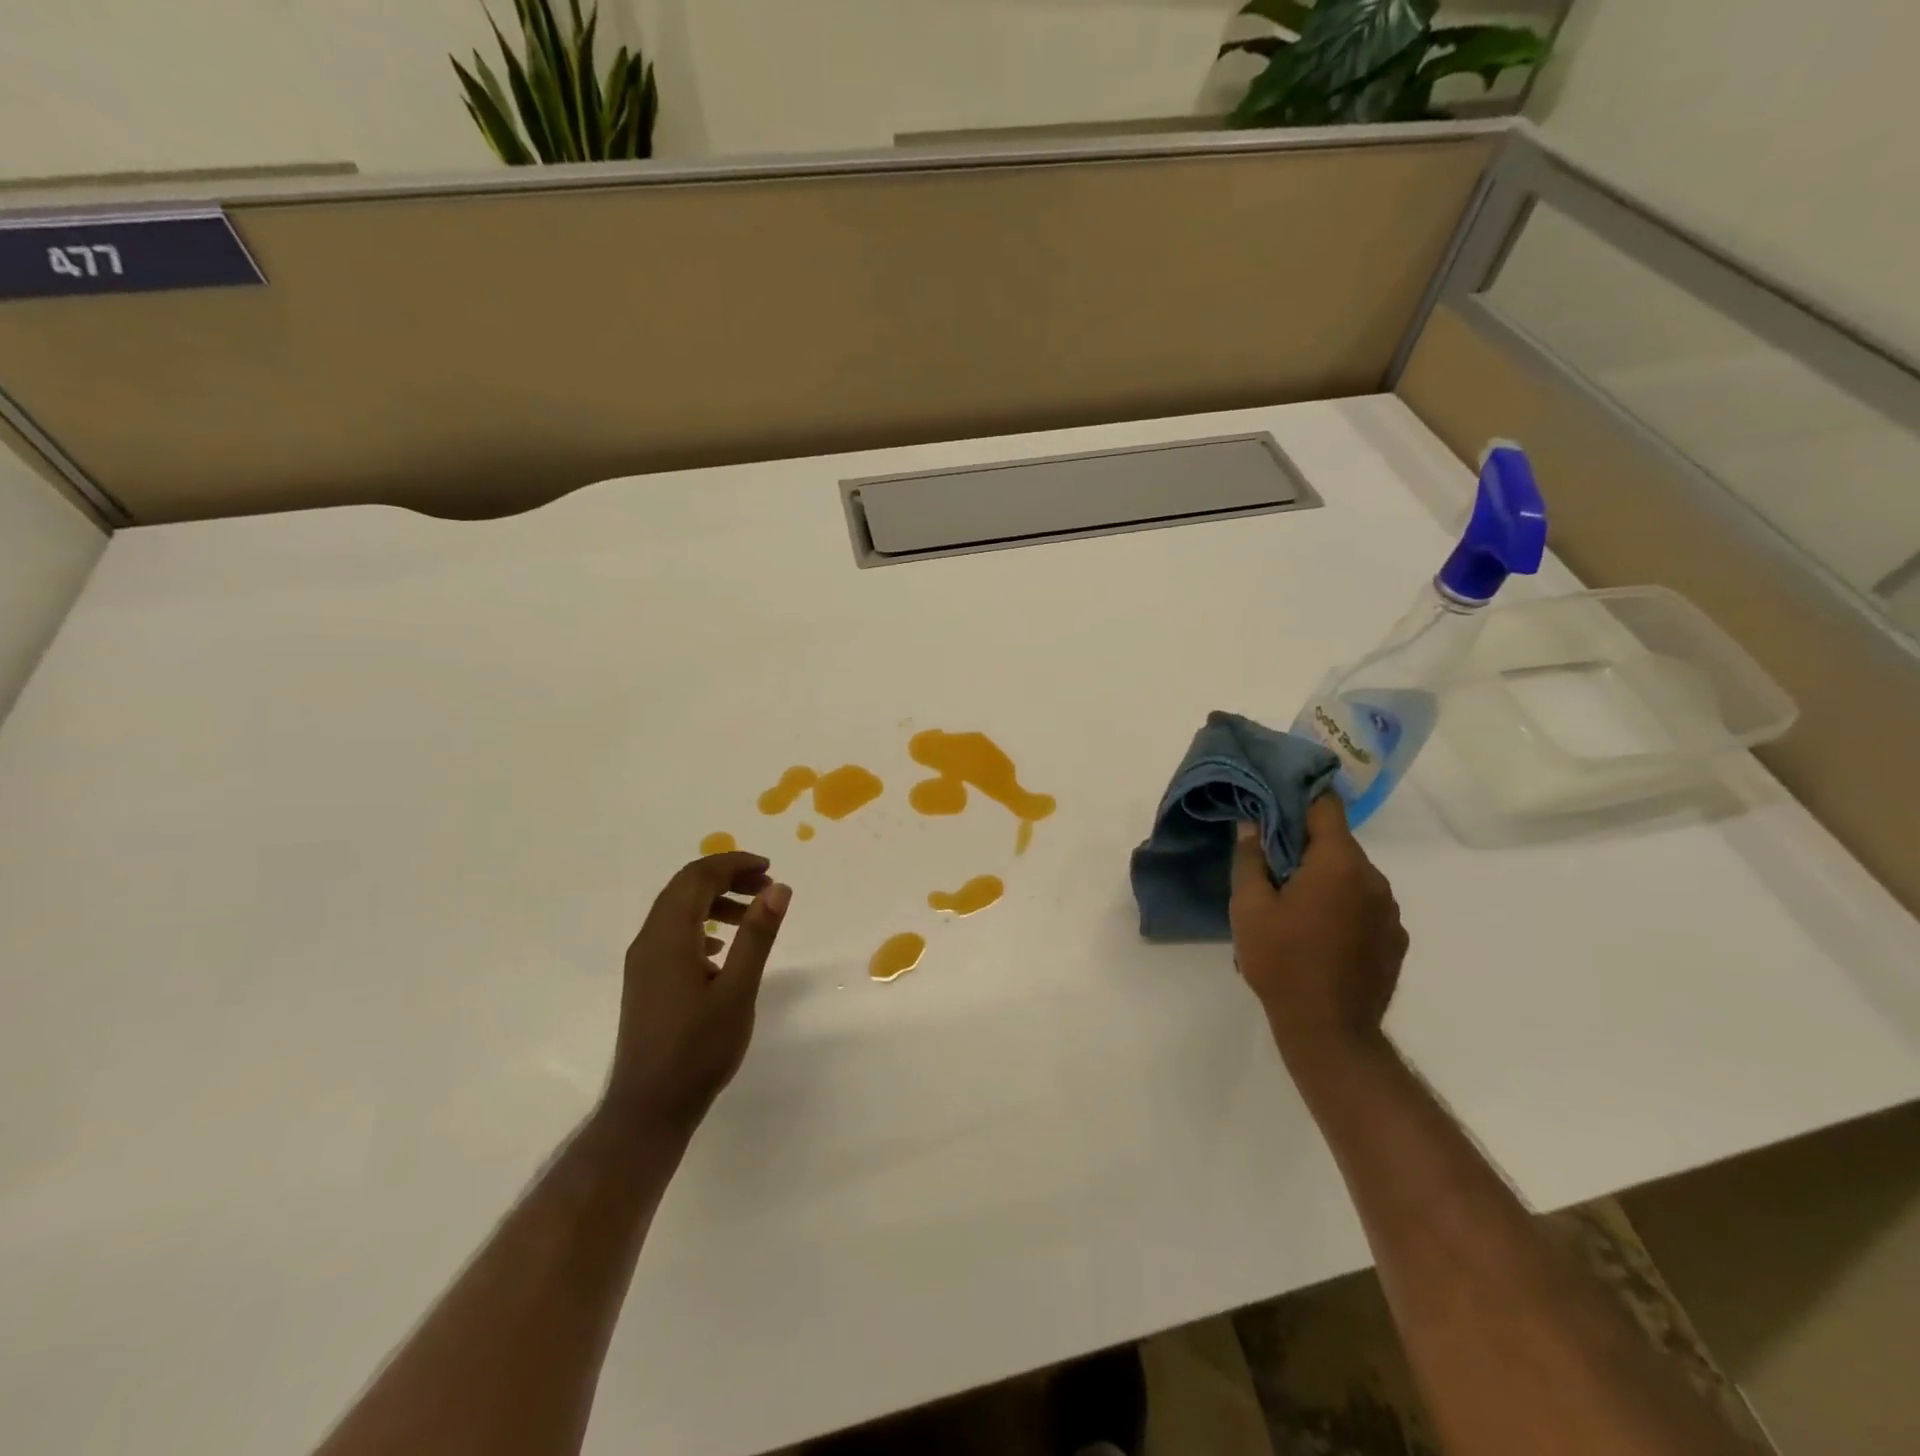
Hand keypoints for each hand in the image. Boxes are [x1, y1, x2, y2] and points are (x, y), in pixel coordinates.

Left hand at [604, 851, 791, 1135]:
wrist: (649, 1108)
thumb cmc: (698, 1049)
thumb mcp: (738, 990)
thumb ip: (757, 936)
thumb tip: (778, 888)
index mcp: (668, 936)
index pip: (697, 877)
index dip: (733, 864)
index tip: (769, 869)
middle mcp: (649, 940)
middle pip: (685, 888)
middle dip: (726, 878)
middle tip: (766, 888)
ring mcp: (644, 962)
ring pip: (678, 910)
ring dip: (715, 900)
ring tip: (752, 915)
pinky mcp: (646, 980)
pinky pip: (673, 933)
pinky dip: (701, 924)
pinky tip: (724, 948)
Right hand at [1230, 796, 1406, 1060]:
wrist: (1330, 1031)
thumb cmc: (1282, 961)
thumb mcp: (1249, 908)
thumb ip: (1251, 858)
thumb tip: (1252, 824)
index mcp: (1339, 864)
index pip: (1326, 807)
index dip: (1300, 797)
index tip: (1276, 801)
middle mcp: (1374, 879)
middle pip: (1337, 844)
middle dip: (1306, 847)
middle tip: (1272, 867)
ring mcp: (1390, 911)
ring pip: (1352, 877)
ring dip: (1325, 880)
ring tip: (1294, 908)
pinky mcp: (1395, 940)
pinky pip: (1366, 907)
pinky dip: (1343, 908)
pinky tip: (1320, 936)